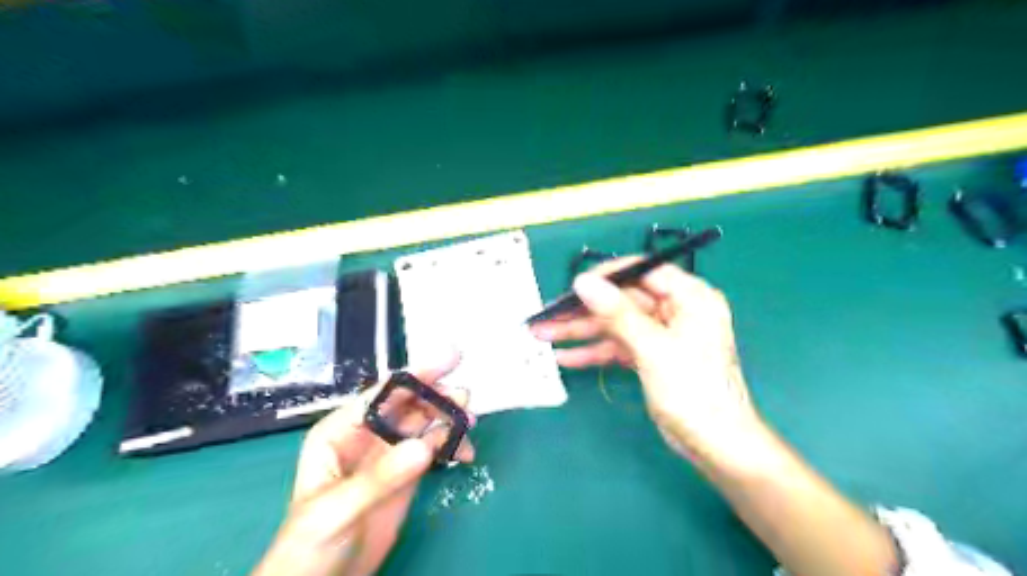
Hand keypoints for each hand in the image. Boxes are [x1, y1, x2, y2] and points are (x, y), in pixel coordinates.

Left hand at [251, 356, 473, 575]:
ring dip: (450, 418)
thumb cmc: (308, 545)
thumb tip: (424, 446)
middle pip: (410, 403)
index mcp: (341, 430)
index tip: (451, 359)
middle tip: (465, 399)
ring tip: (470, 424)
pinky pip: (434, 449)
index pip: (384, 393)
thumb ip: (378, 478)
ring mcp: (390, 454)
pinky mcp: (407, 474)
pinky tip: (465, 453)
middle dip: (438, 395)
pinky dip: (452, 445)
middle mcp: (368, 435)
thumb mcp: (336, 510)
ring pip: (426, 423)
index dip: (417, 374)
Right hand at [534, 259, 764, 463]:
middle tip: (548, 315)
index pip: (643, 271)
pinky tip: (565, 356)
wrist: (715, 445)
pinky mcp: (651, 356)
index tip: (575, 285)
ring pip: (615, 324)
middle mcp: (676, 310)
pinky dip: (594, 351)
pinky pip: (618, 346)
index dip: (607, 275)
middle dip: (584, 311)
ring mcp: (661, 334)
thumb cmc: (694, 392)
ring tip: (543, 334)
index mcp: (689, 297)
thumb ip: (617, 313)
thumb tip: (583, 282)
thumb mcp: (653, 348)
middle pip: (622, 300)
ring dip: (581, 331)